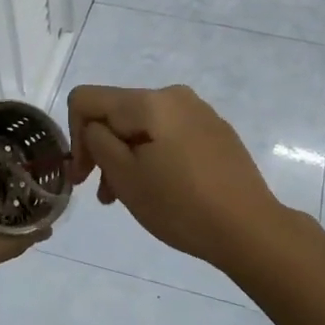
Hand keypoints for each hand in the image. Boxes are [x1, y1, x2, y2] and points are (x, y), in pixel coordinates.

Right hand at [66, 84, 289, 270]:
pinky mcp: (215, 131)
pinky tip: (162, 188)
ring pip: (143, 126)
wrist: (250, 229)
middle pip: (116, 112)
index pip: (87, 99)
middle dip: (102, 149)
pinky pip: (169, 134)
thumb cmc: (181, 205)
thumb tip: (95, 128)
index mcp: (150, 101)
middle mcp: (174, 95)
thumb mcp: (126, 177)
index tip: (84, 176)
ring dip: (127, 156)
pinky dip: (153, 155)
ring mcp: (199, 111)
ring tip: (128, 198)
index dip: (74, 136)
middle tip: (104, 195)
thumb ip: (98, 142)